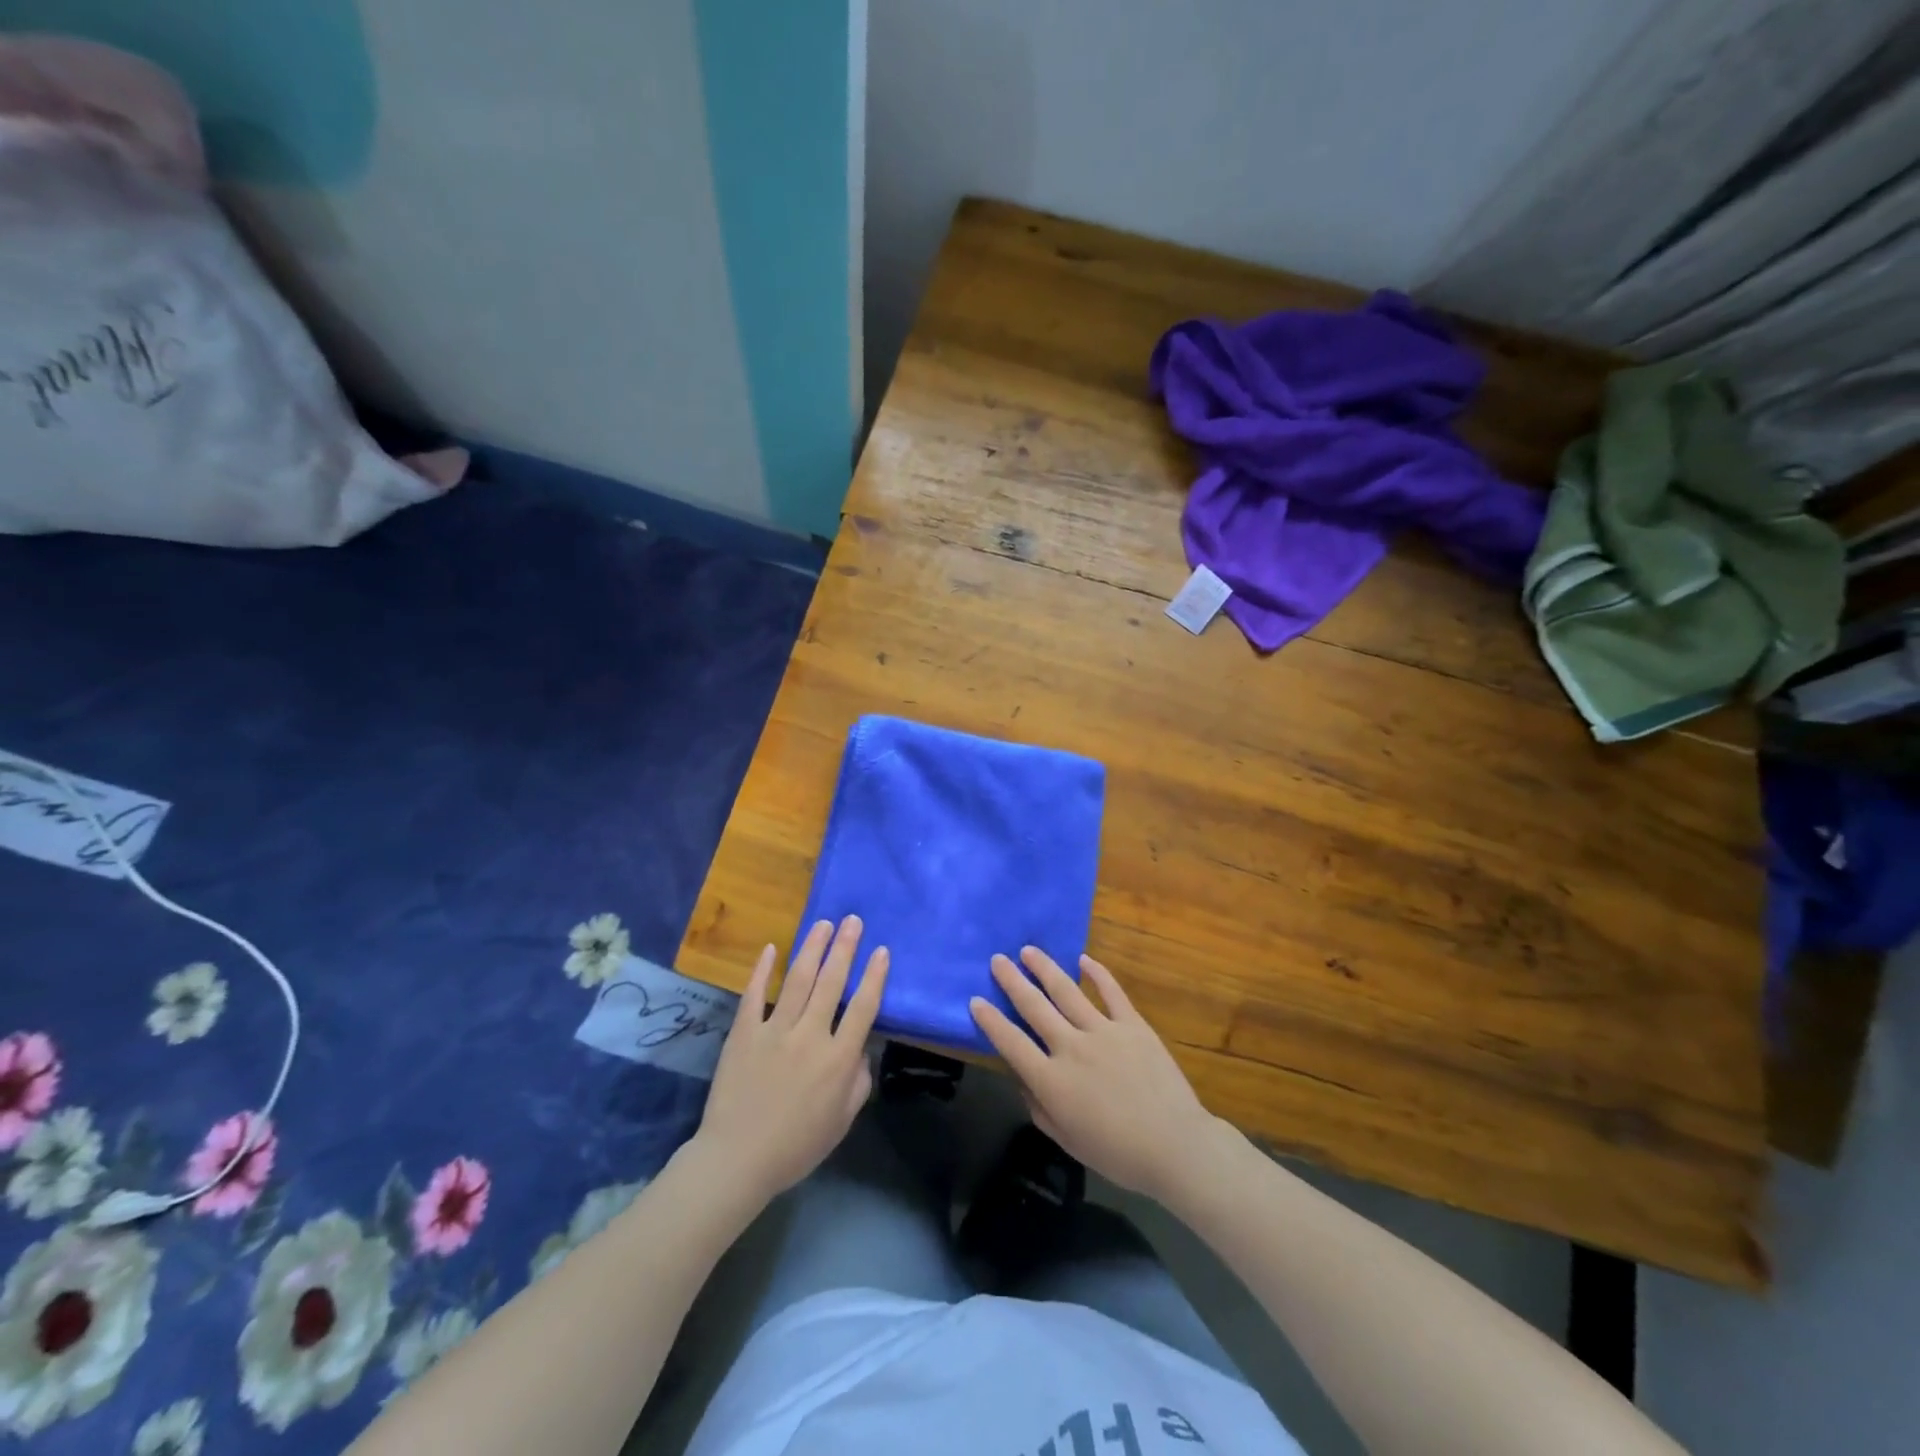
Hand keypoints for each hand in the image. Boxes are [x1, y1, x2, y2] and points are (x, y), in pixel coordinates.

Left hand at [693, 916, 888, 1202]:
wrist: (737, 1160)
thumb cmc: (796, 1146)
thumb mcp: (842, 1121)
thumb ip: (858, 1082)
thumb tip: (861, 1049)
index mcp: (838, 1059)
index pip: (863, 1007)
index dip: (874, 976)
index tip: (881, 950)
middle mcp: (810, 1036)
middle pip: (831, 983)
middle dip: (845, 948)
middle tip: (853, 920)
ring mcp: (774, 1031)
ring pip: (797, 980)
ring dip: (812, 948)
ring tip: (823, 924)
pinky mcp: (744, 1033)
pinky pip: (755, 995)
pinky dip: (762, 970)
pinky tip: (770, 949)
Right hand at [970, 948, 1221, 1201]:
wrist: (1175, 1146)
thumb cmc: (1118, 1153)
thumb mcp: (1067, 1140)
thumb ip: (1039, 1107)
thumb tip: (1023, 1079)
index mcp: (1052, 1081)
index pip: (1011, 1043)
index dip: (990, 1021)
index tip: (976, 1000)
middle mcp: (1071, 1047)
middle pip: (1034, 1007)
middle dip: (1012, 981)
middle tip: (997, 960)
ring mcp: (1103, 1031)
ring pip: (1067, 991)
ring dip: (1045, 968)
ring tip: (1028, 950)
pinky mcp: (1133, 1024)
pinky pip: (1112, 992)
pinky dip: (1097, 973)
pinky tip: (1083, 959)